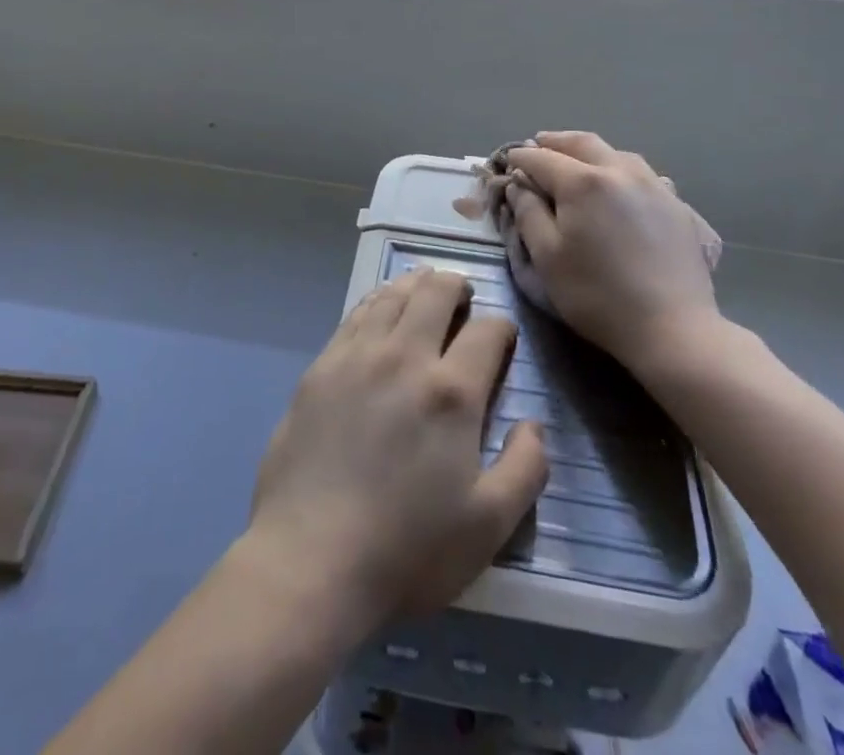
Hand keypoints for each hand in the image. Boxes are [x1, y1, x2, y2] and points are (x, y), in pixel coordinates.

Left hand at [245, 268, 548, 629]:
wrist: (309, 559)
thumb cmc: (407, 549)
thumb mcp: (488, 526)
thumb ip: (525, 469)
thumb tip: (533, 425)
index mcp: (451, 392)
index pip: (487, 331)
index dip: (502, 328)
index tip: (503, 339)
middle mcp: (405, 357)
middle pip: (435, 293)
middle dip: (457, 286)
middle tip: (464, 297)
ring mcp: (357, 356)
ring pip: (393, 295)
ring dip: (416, 284)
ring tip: (425, 288)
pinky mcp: (321, 366)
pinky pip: (356, 313)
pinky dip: (377, 300)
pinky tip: (381, 308)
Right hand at [505, 131, 727, 382]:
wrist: (672, 328)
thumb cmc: (597, 295)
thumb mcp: (547, 257)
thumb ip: (528, 213)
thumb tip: (518, 185)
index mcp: (583, 182)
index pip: (542, 158)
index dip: (521, 157)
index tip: (507, 160)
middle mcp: (620, 171)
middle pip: (583, 143)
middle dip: (556, 141)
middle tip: (538, 143)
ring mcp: (654, 185)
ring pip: (617, 153)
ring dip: (590, 152)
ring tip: (577, 160)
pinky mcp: (677, 205)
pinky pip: (643, 174)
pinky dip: (621, 170)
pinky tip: (620, 184)